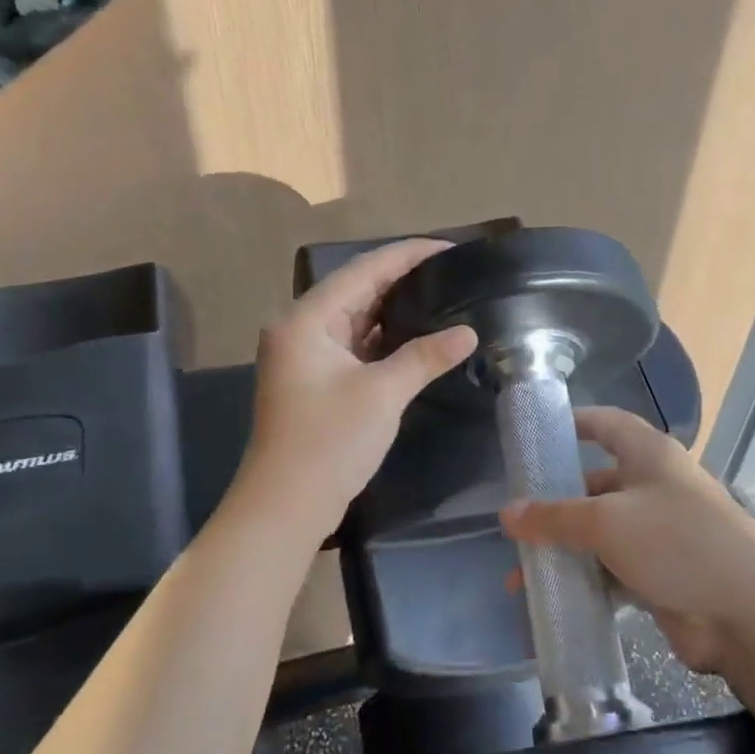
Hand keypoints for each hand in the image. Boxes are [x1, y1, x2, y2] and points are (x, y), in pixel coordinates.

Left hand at [231, 238, 475, 541]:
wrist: (285, 506)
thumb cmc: (328, 441)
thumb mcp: (382, 393)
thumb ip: (425, 357)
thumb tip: (468, 332)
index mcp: (307, 320)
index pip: (363, 271)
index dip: (407, 255)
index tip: (449, 247)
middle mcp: (301, 329)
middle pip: (357, 291)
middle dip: (403, 280)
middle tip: (451, 271)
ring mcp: (306, 357)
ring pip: (356, 320)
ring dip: (394, 310)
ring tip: (441, 295)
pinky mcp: (316, 381)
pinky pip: (355, 346)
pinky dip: (384, 339)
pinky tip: (416, 336)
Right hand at [499, 407, 754, 673]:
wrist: (747, 612)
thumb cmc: (676, 542)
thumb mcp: (606, 523)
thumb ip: (554, 518)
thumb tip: (507, 513)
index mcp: (649, 455)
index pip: (606, 424)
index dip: (574, 423)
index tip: (537, 436)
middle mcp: (656, 486)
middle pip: (597, 484)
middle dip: (557, 504)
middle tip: (515, 523)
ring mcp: (661, 532)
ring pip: (602, 533)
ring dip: (566, 551)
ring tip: (523, 576)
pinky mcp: (663, 574)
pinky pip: (614, 570)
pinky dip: (587, 581)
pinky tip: (555, 599)